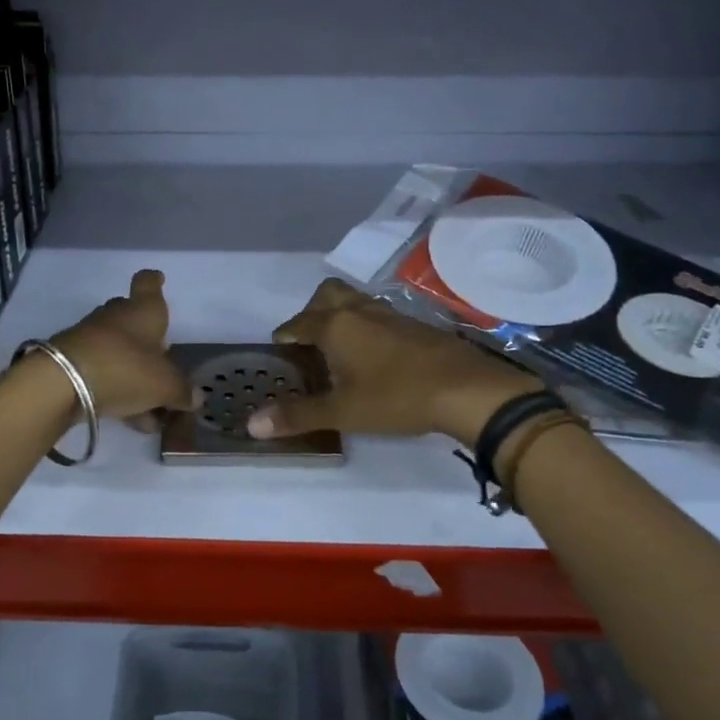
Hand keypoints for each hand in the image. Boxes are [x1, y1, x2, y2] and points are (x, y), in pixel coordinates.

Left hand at [50, 269, 196, 428]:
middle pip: (132, 319)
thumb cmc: (126, 369)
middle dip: (147, 339)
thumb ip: (182, 391)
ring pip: (119, 352)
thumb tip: (196, 397)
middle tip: (162, 360)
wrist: (63, 383)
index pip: (147, 284)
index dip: (154, 281)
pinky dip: (119, 391)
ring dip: (135, 375)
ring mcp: (90, 338)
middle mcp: (116, 317)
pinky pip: (104, 374)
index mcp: (143, 311)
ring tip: (153, 411)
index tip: (158, 279)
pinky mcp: (73, 363)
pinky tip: (132, 419)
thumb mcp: (165, 385)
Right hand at [246, 278, 541, 444]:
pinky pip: (378, 315)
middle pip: (327, 295)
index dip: (284, 337)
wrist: (468, 390)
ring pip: (355, 301)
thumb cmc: (397, 397)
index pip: (297, 324)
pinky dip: (366, 326)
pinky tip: (374, 355)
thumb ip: (298, 415)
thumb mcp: (343, 412)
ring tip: (339, 348)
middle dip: (311, 312)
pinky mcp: (416, 325)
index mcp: (335, 326)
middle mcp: (359, 311)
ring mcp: (391, 314)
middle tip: (308, 341)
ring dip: (341, 316)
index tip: (278, 351)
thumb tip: (252, 424)